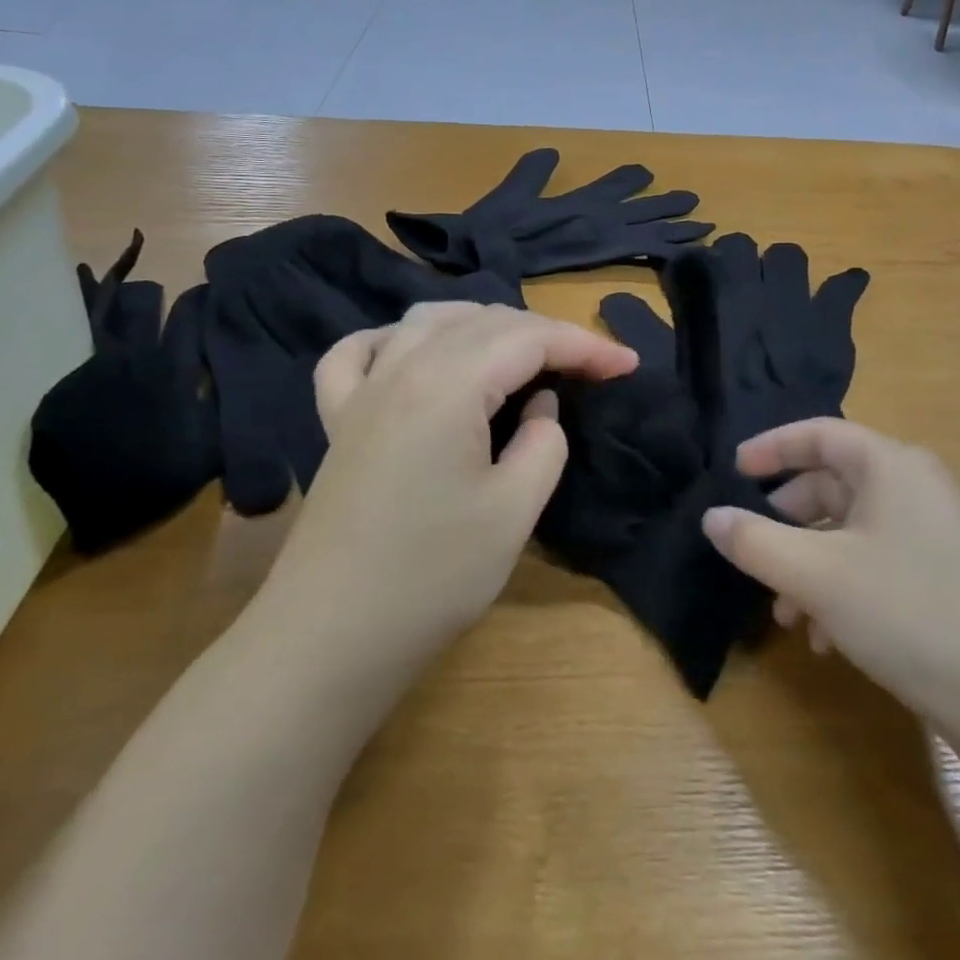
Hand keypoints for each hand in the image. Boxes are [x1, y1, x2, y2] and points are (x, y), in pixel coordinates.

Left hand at [261, 303, 636, 713]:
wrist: (331, 637)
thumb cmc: (433, 576)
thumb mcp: (514, 511)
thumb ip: (543, 443)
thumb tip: (541, 405)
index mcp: (448, 384)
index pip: (530, 339)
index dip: (585, 345)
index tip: (627, 364)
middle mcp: (401, 368)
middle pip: (483, 322)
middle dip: (545, 334)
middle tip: (587, 367)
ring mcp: (362, 391)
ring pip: (426, 321)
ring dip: (482, 326)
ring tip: (519, 354)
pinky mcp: (338, 420)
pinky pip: (361, 353)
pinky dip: (397, 340)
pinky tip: (415, 355)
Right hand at [702, 420, 959, 736]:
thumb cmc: (909, 613)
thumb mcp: (815, 575)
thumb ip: (754, 541)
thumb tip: (712, 517)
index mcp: (891, 466)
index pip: (819, 434)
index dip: (771, 447)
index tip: (733, 471)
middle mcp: (917, 489)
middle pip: (833, 484)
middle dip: (786, 521)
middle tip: (754, 552)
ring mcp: (938, 535)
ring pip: (852, 532)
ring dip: (809, 565)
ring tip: (786, 615)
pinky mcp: (949, 579)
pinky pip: (879, 564)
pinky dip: (843, 589)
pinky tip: (828, 639)